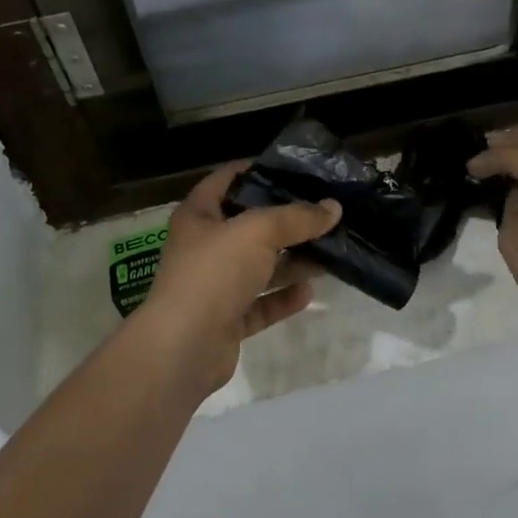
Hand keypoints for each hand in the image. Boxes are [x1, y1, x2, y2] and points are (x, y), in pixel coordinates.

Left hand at [136, 163, 340, 396]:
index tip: (297, 169)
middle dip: (286, 220)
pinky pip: (260, 303)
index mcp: (199, 215)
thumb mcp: (258, 232)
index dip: (259, 169)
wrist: (183, 348)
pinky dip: (283, 297)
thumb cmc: (214, 273)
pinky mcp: (226, 320)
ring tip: (330, 249)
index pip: (228, 179)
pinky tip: (310, 291)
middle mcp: (204, 246)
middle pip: (249, 224)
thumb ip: (297, 218)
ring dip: (291, 260)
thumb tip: (334, 207)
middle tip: (325, 211)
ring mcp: (214, 285)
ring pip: (258, 266)